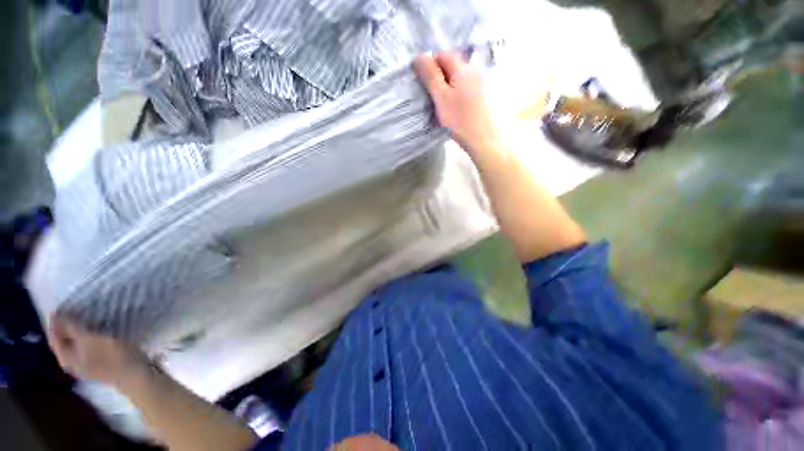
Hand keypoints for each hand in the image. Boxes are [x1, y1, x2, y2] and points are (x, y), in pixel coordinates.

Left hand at [46, 314, 149, 386]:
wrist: (135, 375)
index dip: (55, 322)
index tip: (60, 306)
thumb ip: (73, 329)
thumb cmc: (112, 356)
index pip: (54, 337)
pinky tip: (96, 333)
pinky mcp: (97, 364)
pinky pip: (86, 348)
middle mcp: (71, 363)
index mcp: (65, 358)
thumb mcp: (91, 340)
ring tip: (84, 319)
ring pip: (75, 345)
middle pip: (63, 342)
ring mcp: (85, 365)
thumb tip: (58, 315)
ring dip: (77, 332)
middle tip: (72, 310)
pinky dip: (86, 337)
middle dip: (65, 327)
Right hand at [414, 52, 500, 154]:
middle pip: (454, 66)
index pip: (443, 55)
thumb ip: (430, 76)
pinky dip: (460, 94)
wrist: (486, 140)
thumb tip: (419, 55)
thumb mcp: (441, 98)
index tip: (425, 82)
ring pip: (461, 79)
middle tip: (434, 95)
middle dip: (441, 75)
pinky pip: (469, 89)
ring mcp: (483, 84)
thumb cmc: (460, 120)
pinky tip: (459, 109)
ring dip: (451, 86)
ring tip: (446, 105)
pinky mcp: (487, 97)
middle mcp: (475, 71)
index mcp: (463, 69)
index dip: (431, 64)